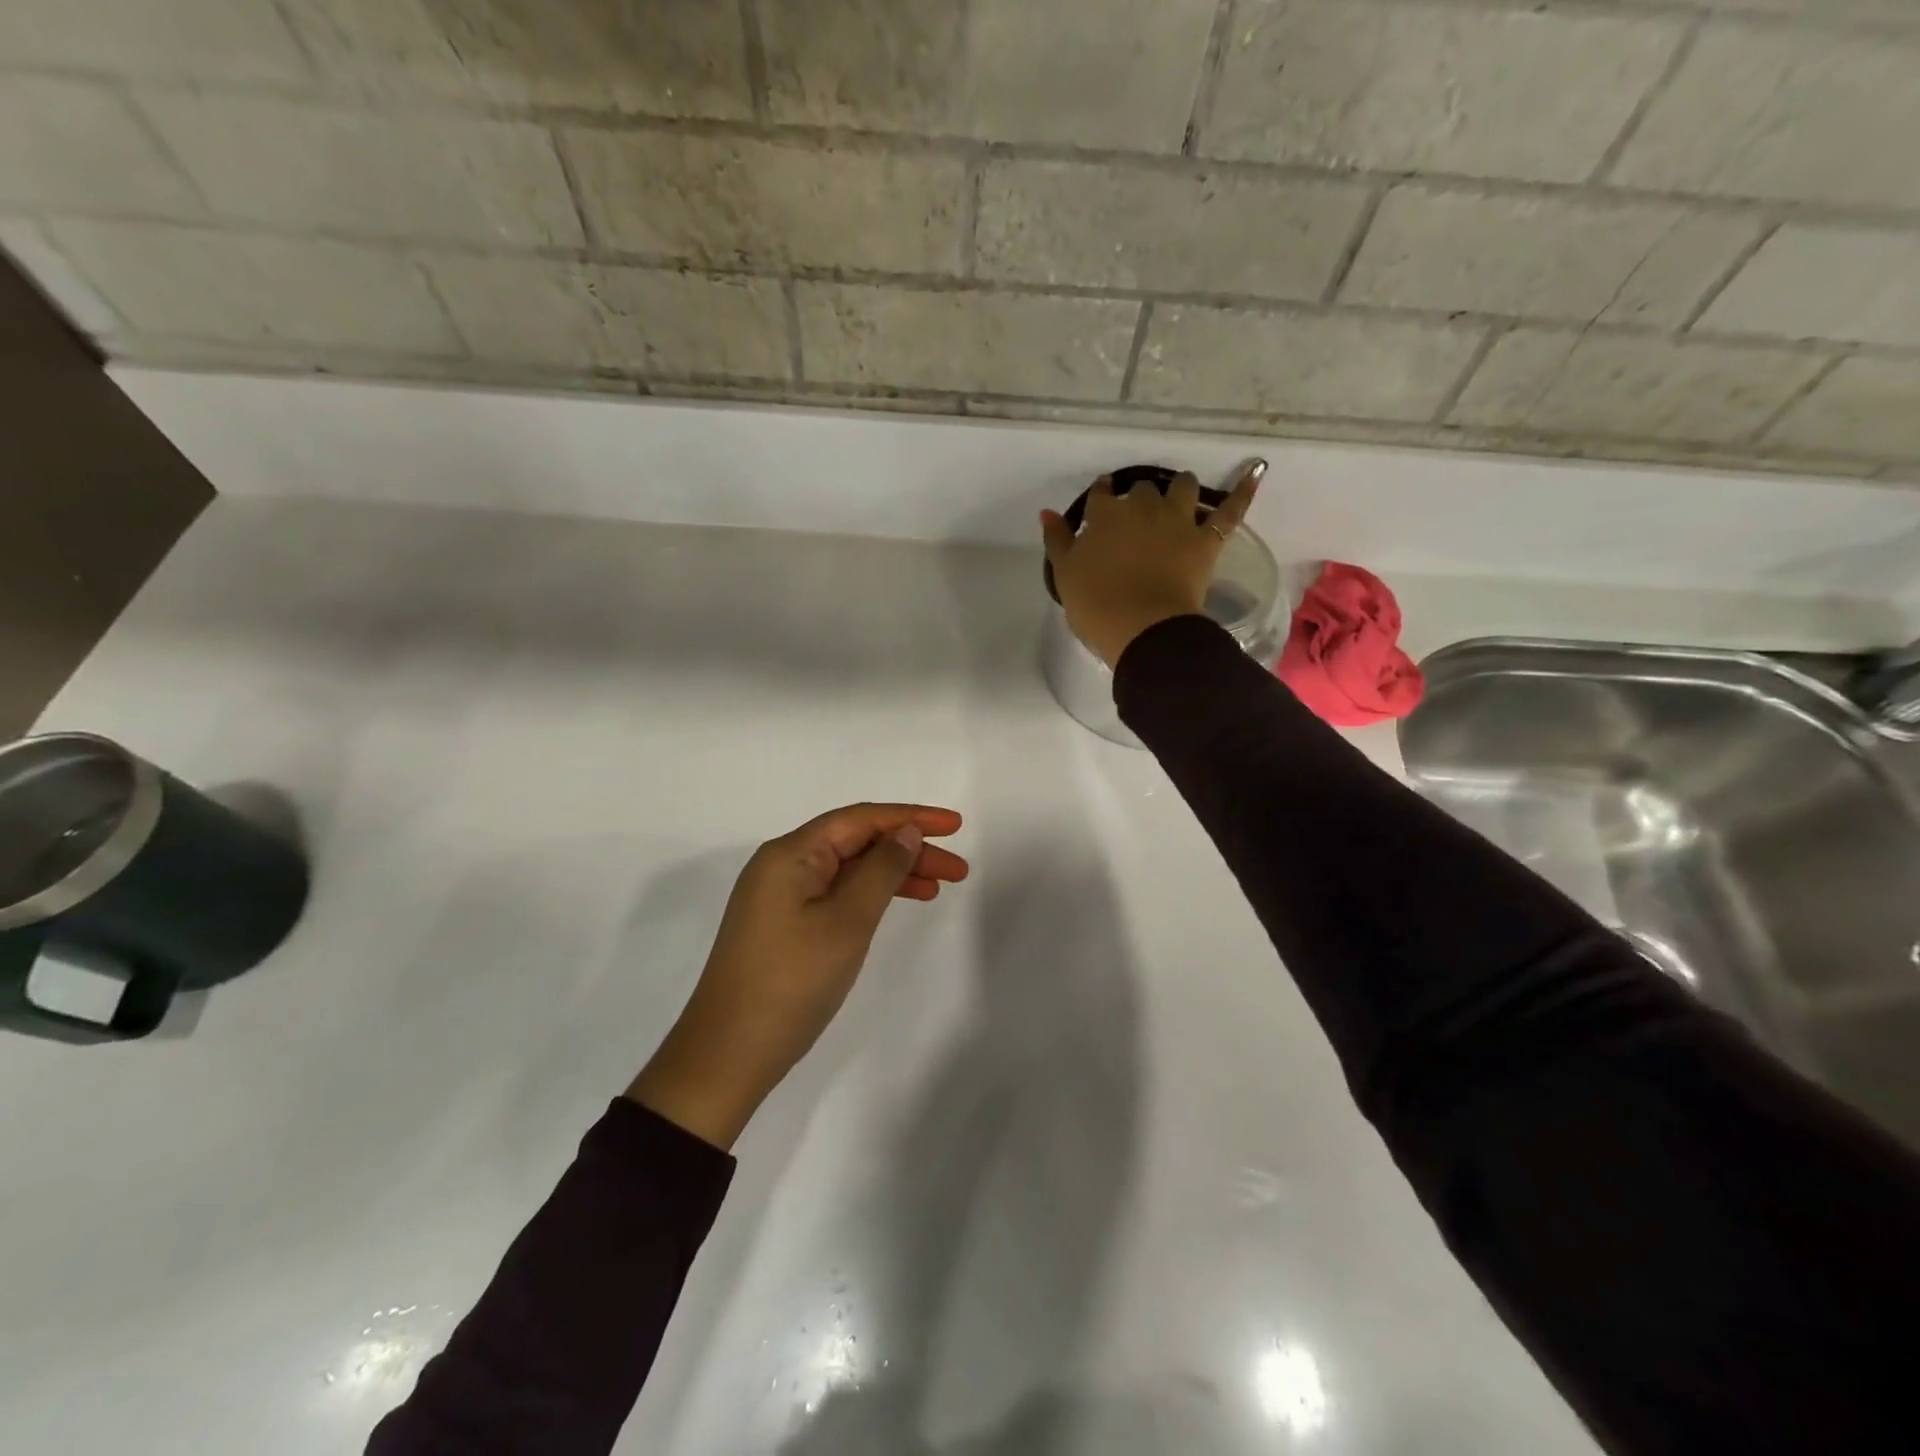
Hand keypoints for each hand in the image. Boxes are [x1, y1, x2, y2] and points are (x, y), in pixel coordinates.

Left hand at [627, 803, 968, 1149]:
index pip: (861, 819)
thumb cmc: (792, 981)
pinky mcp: (782, 924)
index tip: (955, 825)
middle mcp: (783, 865)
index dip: (911, 817)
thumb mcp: (847, 921)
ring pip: (848, 869)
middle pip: (856, 842)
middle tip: (958, 870)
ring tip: (938, 887)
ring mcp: (780, 896)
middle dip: (909, 849)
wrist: (728, 1054)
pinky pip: (835, 893)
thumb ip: (882, 870)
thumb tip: (906, 833)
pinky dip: (869, 895)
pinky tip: (896, 904)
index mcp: (791, 853)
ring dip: (893, 873)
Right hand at [1041, 461, 1264, 666]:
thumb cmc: (1097, 606)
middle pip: (1141, 490)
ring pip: (1183, 486)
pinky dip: (1243, 490)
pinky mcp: (1206, 540)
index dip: (1100, 497)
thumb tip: (1048, 513)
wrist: (1142, 628)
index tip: (1101, 501)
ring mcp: (1178, 520)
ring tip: (1178, 497)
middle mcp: (1141, 508)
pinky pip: (1230, 510)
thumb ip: (1057, 541)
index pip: (1100, 496)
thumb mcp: (1065, 575)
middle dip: (1138, 497)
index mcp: (1104, 516)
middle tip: (1136, 517)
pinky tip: (1256, 472)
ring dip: (1179, 488)